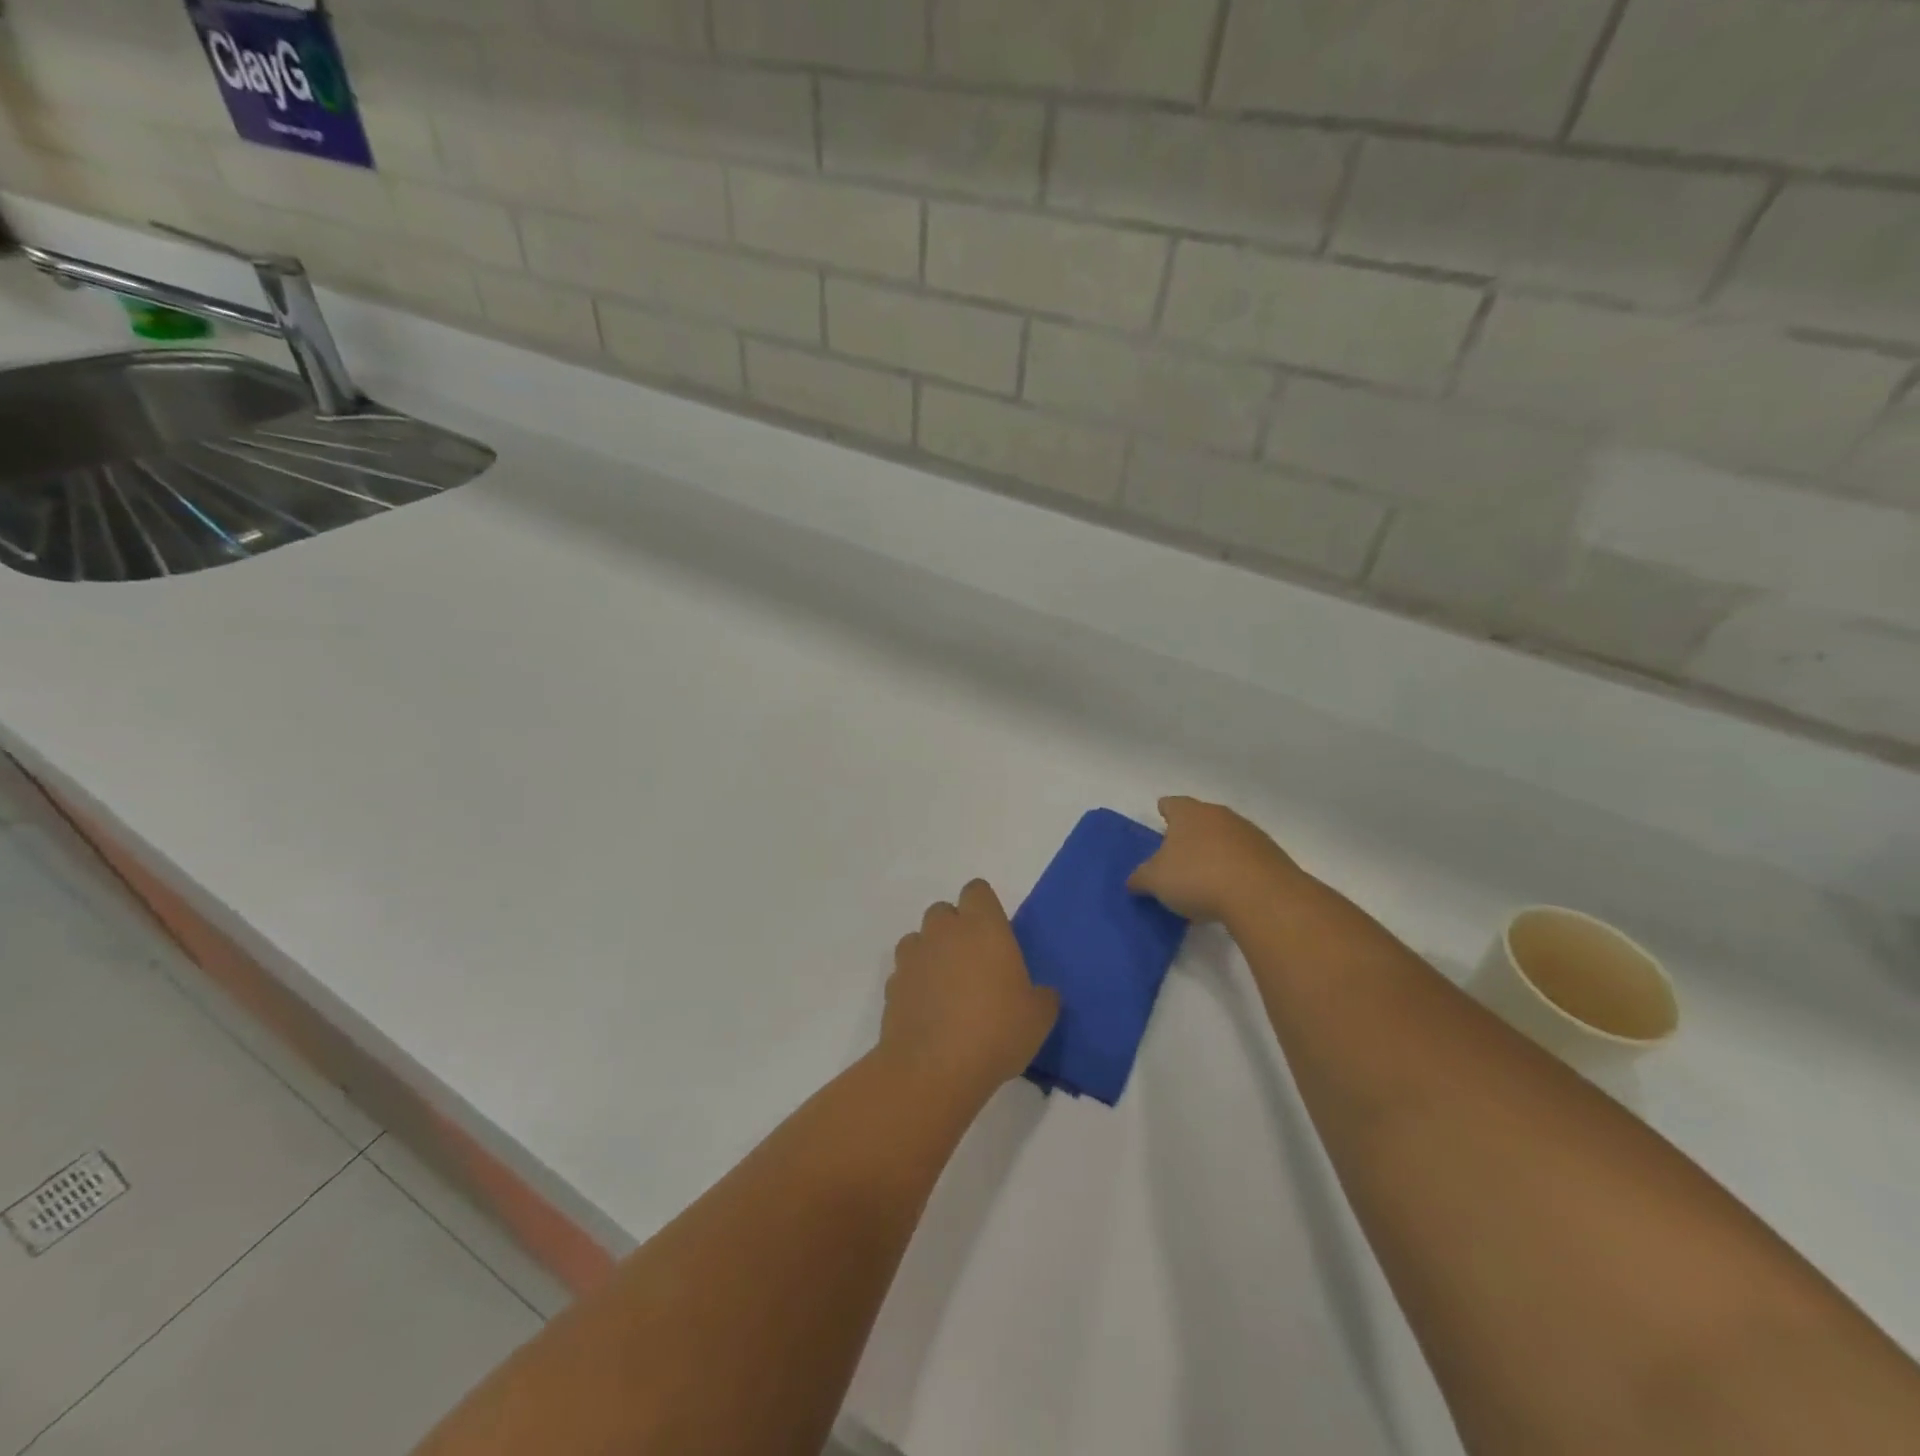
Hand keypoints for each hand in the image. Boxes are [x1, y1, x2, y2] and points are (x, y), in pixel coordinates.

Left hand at [882, 880, 1059, 1098]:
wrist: (934, 1068)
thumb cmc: (996, 1032)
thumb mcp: (1039, 1017)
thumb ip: (1042, 997)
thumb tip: (1041, 994)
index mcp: (983, 927)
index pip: (977, 890)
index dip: (984, 907)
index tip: (994, 932)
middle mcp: (944, 932)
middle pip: (943, 911)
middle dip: (954, 929)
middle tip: (973, 962)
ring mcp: (913, 957)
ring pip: (919, 938)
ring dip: (930, 953)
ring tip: (946, 987)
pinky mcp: (892, 985)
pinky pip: (904, 972)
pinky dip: (914, 983)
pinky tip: (928, 1010)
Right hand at [1128, 796, 1304, 924]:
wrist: (1261, 895)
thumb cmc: (1197, 877)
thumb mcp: (1156, 881)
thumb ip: (1141, 878)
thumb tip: (1134, 881)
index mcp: (1188, 813)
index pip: (1171, 804)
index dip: (1164, 810)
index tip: (1161, 817)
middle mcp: (1219, 815)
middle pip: (1200, 819)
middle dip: (1190, 834)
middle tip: (1177, 855)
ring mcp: (1249, 833)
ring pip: (1225, 838)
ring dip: (1215, 852)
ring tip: (1204, 878)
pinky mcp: (1271, 856)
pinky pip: (1246, 859)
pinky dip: (1236, 870)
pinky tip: (1229, 892)